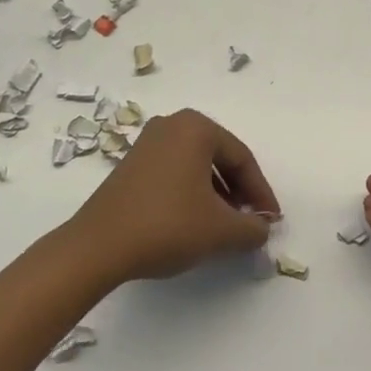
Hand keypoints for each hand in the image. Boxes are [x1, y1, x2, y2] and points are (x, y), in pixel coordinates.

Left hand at [71, 109, 279, 283]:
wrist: (98, 246)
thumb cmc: (167, 225)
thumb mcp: (220, 230)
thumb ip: (251, 228)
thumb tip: (262, 228)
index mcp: (196, 127)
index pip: (242, 158)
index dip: (261, 193)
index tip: (272, 221)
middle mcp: (172, 124)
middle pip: (219, 158)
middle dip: (239, 192)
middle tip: (250, 222)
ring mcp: (148, 142)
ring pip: (197, 166)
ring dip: (216, 194)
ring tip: (224, 226)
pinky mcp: (131, 164)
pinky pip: (175, 172)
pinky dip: (191, 193)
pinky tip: (194, 222)